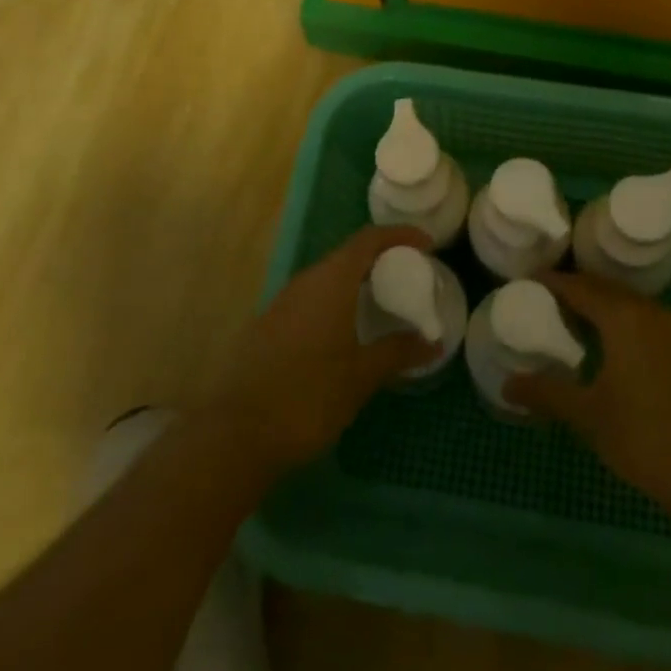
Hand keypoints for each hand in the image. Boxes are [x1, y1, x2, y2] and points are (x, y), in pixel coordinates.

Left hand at [200, 224, 438, 472]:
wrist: (236, 434)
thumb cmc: (308, 396)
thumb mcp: (361, 376)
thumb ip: (398, 352)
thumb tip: (433, 342)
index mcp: (331, 281)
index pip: (369, 239)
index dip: (399, 236)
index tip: (426, 245)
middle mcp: (305, 281)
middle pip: (347, 255)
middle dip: (380, 259)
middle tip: (408, 276)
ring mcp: (282, 303)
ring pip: (327, 278)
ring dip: (355, 282)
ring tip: (381, 303)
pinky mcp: (269, 326)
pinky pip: (311, 300)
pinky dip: (335, 303)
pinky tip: (344, 332)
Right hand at [506, 273, 670, 516]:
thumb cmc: (645, 439)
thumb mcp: (588, 416)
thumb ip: (547, 393)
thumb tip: (508, 385)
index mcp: (623, 317)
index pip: (579, 286)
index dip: (551, 282)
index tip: (526, 283)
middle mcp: (650, 312)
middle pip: (604, 288)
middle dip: (575, 289)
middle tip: (545, 300)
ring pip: (628, 303)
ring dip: (601, 305)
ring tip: (573, 322)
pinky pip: (646, 320)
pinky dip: (623, 321)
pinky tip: (612, 347)